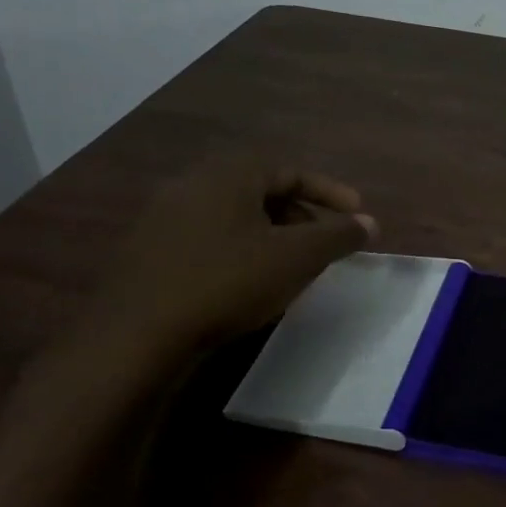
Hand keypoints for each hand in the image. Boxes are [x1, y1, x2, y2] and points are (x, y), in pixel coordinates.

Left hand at [87, 156, 377, 359]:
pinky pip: (208, 237)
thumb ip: (338, 236)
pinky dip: (240, 249)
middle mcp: (193, 184)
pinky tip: (247, 282)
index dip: (330, 191)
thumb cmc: (227, 282)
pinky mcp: (147, 251)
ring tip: (291, 265)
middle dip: (301, 214)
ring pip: (234, 216)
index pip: (291, 170)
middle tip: (324, 242)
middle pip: (261, 190)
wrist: (136, 336)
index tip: (356, 214)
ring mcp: (163, 217)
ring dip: (270, 234)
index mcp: (229, 174)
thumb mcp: (296, 258)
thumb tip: (370, 223)